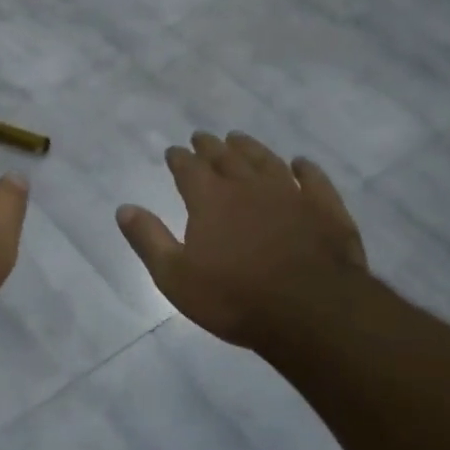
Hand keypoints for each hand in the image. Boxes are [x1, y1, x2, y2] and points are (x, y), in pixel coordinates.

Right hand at [117, 131, 368, 350]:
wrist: (312, 312)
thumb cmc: (235, 298)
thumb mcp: (175, 276)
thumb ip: (149, 239)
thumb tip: (124, 208)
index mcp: (210, 199)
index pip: (188, 168)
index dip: (179, 158)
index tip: (173, 151)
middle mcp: (248, 186)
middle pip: (226, 158)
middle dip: (210, 146)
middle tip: (201, 137)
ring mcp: (291, 194)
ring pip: (266, 161)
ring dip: (250, 148)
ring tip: (239, 139)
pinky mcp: (325, 210)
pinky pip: (314, 180)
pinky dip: (306, 169)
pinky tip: (300, 164)